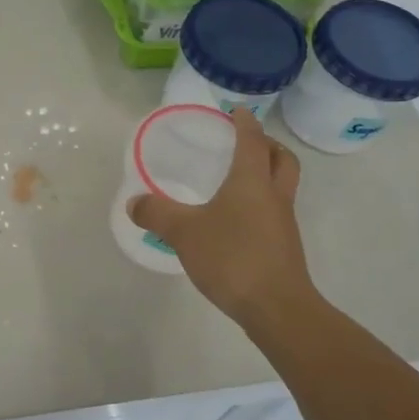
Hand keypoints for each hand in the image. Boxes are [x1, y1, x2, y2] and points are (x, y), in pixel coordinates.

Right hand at [126, 108, 315, 332]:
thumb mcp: (184, 232)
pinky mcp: (284, 247)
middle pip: (282, 159)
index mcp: (252, 181)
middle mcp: (274, 195)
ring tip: (237, 181)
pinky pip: (275, 212)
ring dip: (267, 175)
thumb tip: (134, 202)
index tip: (236, 112)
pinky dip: (261, 204)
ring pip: (282, 186)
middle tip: (246, 144)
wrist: (277, 308)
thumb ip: (157, 214)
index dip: (245, 123)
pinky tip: (235, 220)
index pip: (252, 140)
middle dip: (267, 146)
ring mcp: (283, 223)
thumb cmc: (232, 257)